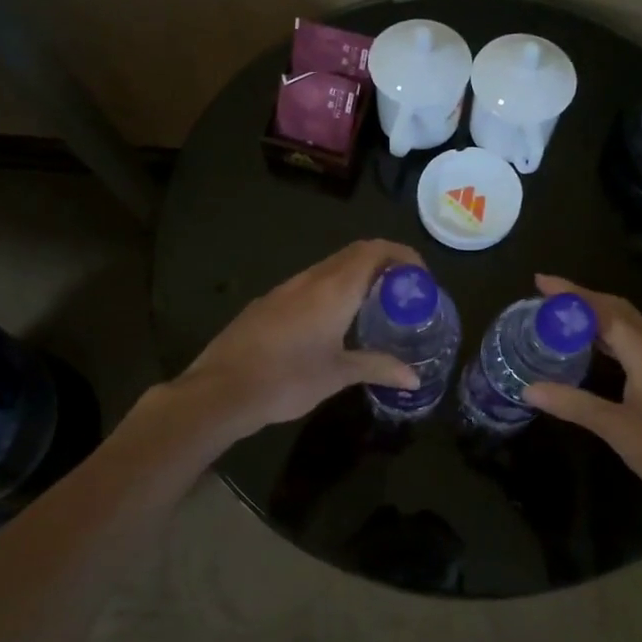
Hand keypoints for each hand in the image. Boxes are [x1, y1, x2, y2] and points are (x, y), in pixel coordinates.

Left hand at [178, 239, 425, 437]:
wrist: (222, 390)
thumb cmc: (287, 379)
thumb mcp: (338, 375)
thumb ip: (378, 368)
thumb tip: (414, 379)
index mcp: (334, 289)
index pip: (374, 250)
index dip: (401, 255)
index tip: (419, 276)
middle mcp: (310, 279)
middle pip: (353, 254)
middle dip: (382, 264)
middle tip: (402, 292)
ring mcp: (285, 289)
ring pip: (328, 268)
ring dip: (355, 277)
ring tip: (372, 307)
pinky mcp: (267, 303)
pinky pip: (308, 285)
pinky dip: (331, 290)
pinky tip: (331, 322)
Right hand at [523, 274, 641, 515]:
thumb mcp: (617, 429)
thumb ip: (573, 404)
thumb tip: (529, 389)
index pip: (604, 311)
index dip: (571, 294)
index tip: (540, 282)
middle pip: (619, 310)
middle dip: (583, 298)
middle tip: (547, 296)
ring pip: (631, 326)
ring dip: (598, 315)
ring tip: (564, 317)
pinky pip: (638, 342)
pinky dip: (611, 335)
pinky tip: (596, 349)